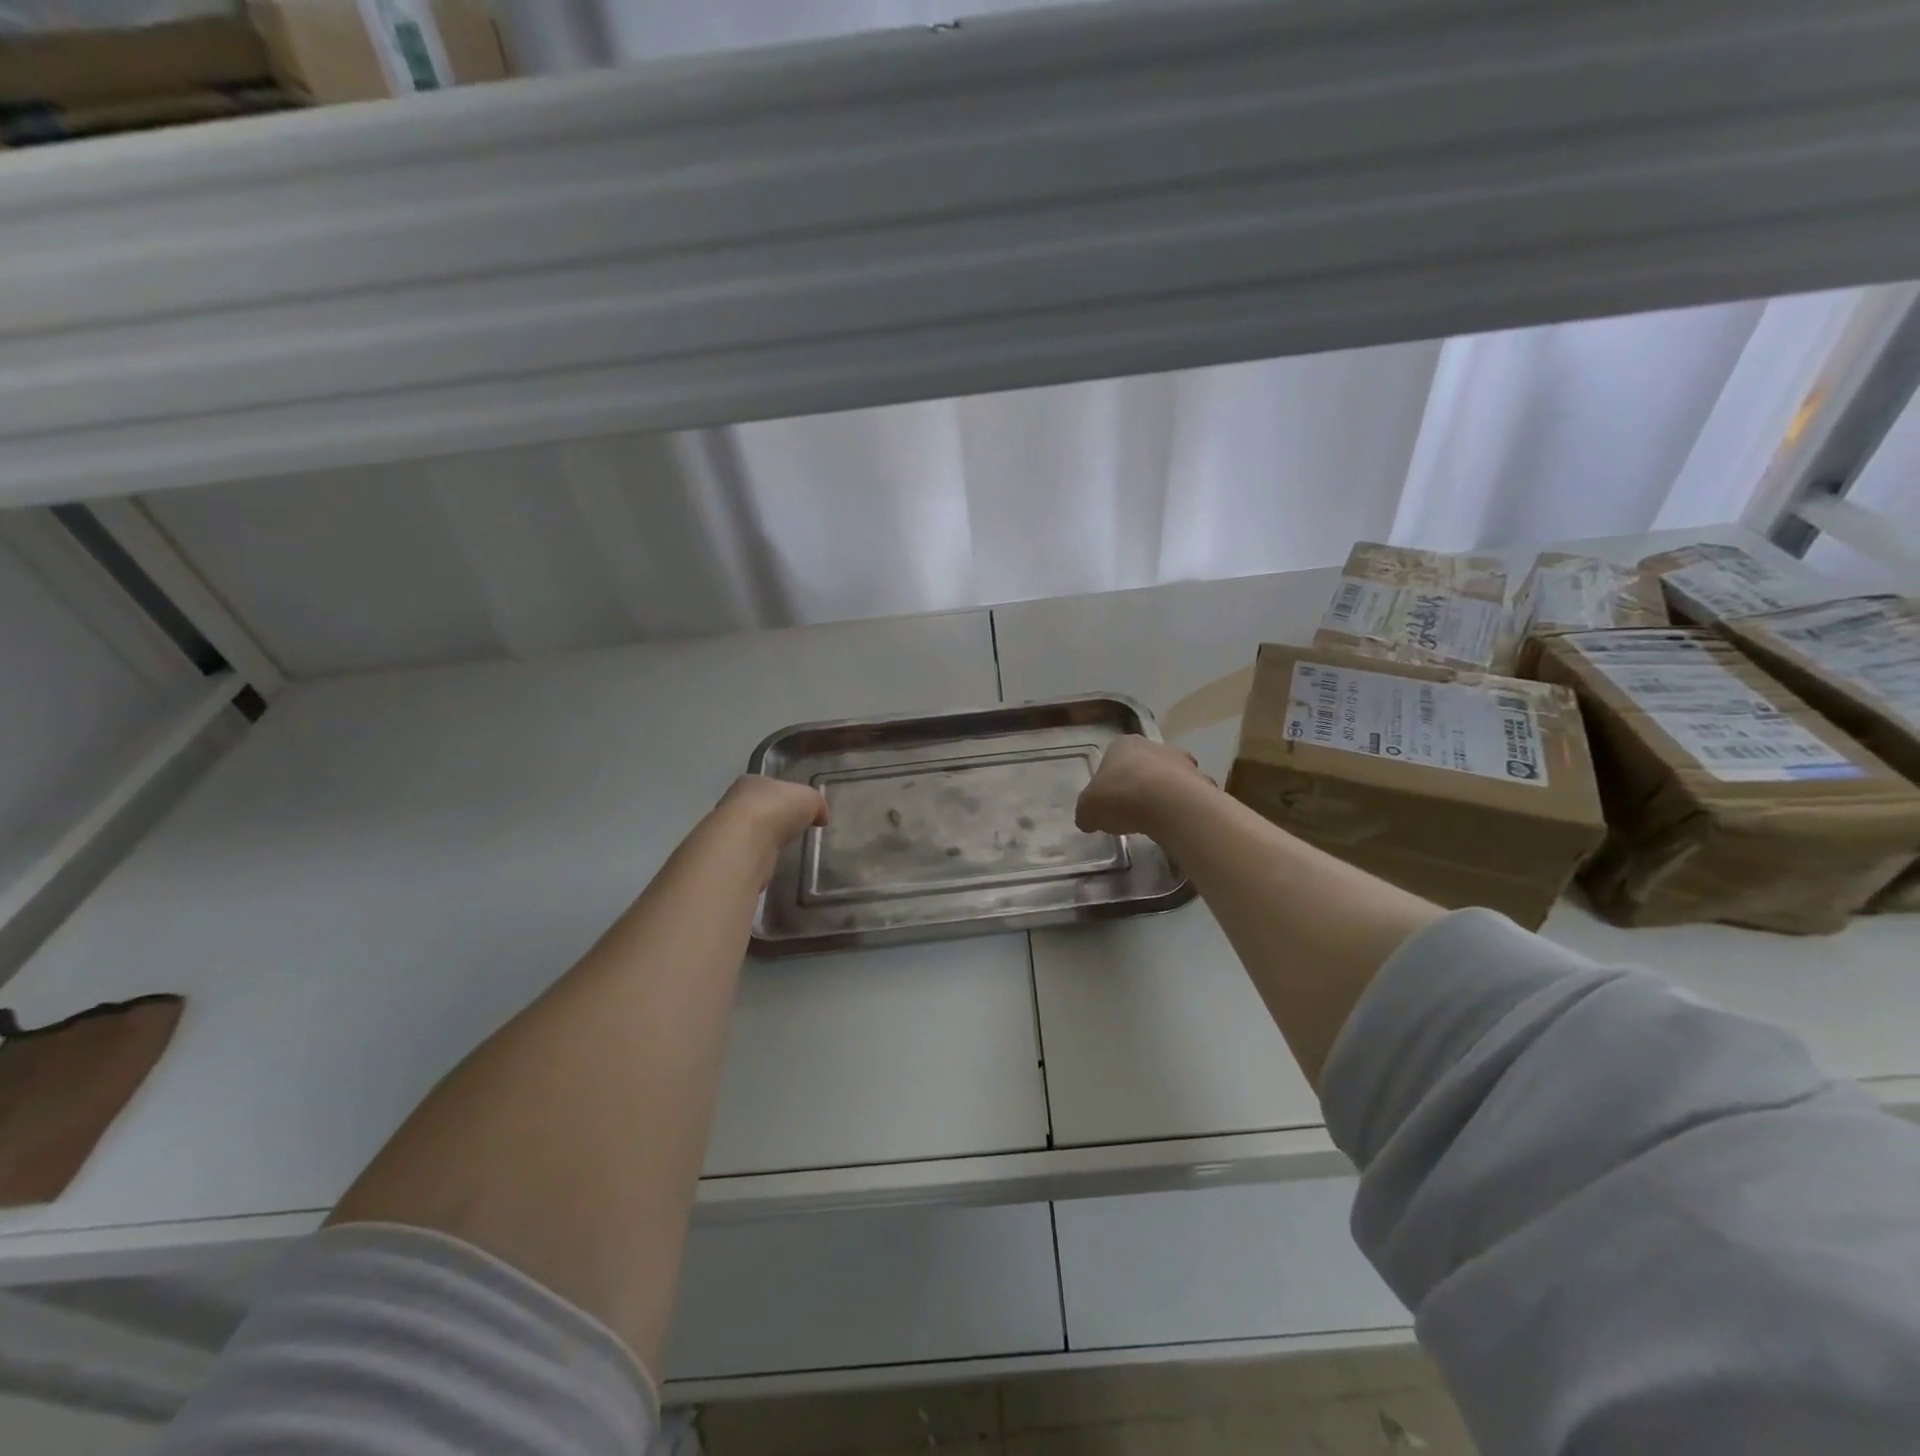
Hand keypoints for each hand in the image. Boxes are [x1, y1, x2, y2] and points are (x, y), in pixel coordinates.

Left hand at [713, 775, 828, 854]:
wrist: (745, 843)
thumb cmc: (777, 809)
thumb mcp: (811, 798)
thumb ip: (817, 804)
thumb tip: (820, 816)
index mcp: (752, 781)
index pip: (771, 785)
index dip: (788, 796)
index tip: (801, 810)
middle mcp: (735, 801)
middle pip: (760, 807)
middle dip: (775, 818)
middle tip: (794, 830)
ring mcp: (728, 829)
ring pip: (752, 831)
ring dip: (766, 839)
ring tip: (784, 848)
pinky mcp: (728, 855)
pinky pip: (750, 853)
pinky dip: (760, 857)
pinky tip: (771, 862)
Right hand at [1076, 736, 1212, 837]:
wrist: (1169, 805)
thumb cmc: (1121, 797)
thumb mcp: (1088, 809)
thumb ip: (1087, 812)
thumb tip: (1088, 819)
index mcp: (1124, 745)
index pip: (1113, 758)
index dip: (1109, 780)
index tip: (1108, 801)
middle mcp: (1155, 746)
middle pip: (1144, 766)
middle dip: (1138, 785)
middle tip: (1130, 812)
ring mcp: (1183, 763)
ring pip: (1169, 780)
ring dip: (1163, 797)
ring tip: (1154, 822)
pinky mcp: (1202, 783)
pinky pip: (1188, 798)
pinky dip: (1181, 810)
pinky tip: (1173, 826)